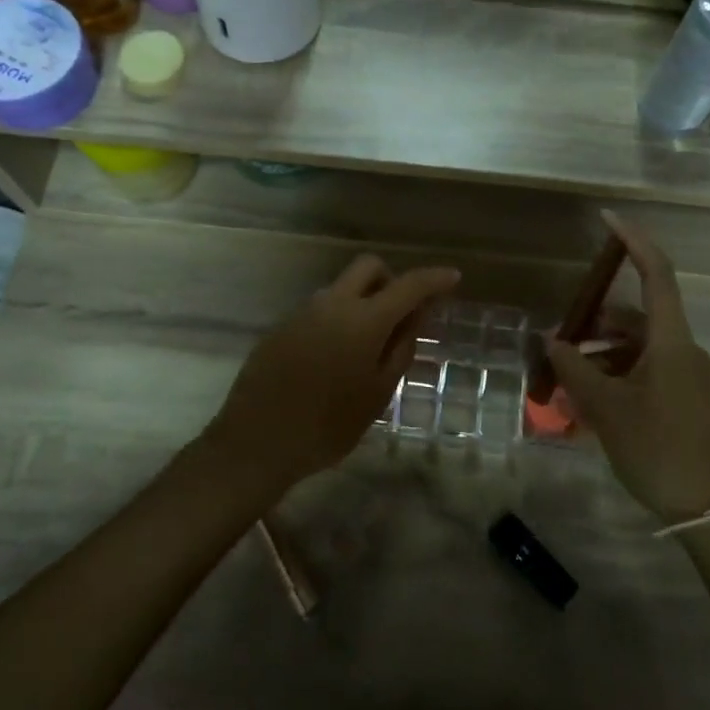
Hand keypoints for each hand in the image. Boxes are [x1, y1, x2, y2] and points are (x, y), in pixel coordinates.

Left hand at [206, 255, 459, 490]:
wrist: (256, 442)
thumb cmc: (328, 425)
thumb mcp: (378, 393)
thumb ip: (401, 348)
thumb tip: (415, 317)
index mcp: (364, 319)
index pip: (409, 285)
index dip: (435, 278)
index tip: (453, 277)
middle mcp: (333, 303)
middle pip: (368, 267)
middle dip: (392, 279)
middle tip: (401, 315)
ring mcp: (303, 311)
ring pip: (342, 287)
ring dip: (363, 300)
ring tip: (367, 345)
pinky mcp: (282, 325)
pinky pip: (320, 308)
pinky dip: (338, 317)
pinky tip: (335, 357)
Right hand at [547, 212, 709, 523]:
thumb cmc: (658, 450)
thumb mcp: (606, 408)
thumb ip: (574, 368)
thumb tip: (550, 339)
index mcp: (671, 341)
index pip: (656, 274)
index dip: (634, 241)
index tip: (608, 219)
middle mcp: (683, 349)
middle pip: (636, 317)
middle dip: (595, 323)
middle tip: (558, 340)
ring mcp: (688, 375)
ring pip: (637, 348)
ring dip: (602, 354)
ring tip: (566, 379)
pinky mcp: (687, 398)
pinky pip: (646, 370)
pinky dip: (617, 374)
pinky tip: (589, 402)